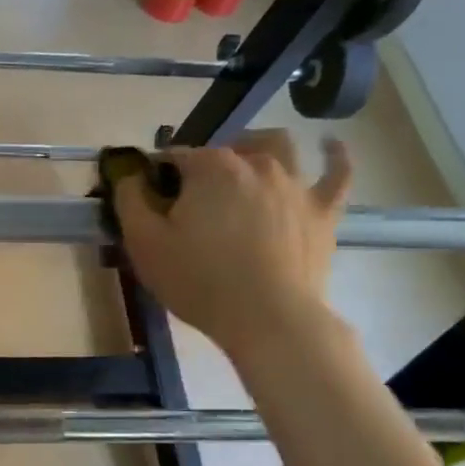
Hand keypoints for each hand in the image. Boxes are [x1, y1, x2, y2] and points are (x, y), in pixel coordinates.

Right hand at [114, 130, 351, 357]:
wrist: (269, 319)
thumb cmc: (199, 281)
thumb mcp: (143, 243)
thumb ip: (129, 199)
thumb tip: (128, 172)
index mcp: (211, 167)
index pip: (175, 156)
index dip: (158, 176)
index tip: (151, 201)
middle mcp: (257, 163)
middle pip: (223, 149)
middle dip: (203, 166)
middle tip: (190, 200)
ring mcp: (296, 184)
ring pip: (278, 147)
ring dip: (256, 147)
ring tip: (243, 162)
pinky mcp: (324, 210)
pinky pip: (337, 173)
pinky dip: (334, 155)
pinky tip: (328, 145)